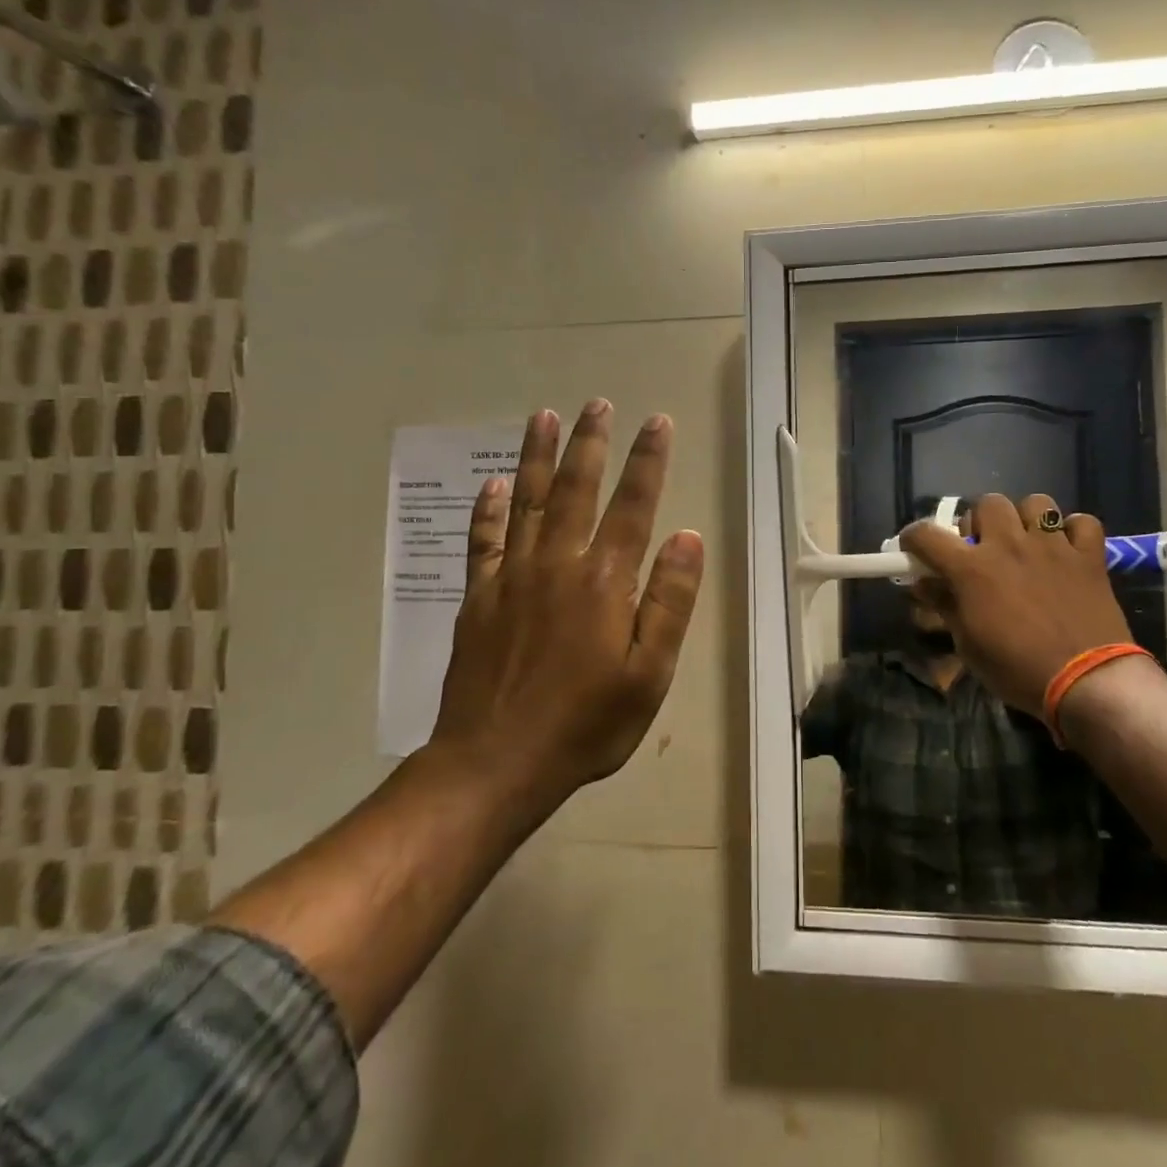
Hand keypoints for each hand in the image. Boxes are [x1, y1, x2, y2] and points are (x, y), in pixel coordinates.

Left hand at [431, 400, 704, 806]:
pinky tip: (493, 483)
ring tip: (544, 416)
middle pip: (576, 490)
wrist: (496, 762)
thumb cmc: (586, 724)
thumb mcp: (649, 674)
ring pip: (527, 502)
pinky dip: (489, 509)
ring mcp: (512, 578)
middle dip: (589, 443)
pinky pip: (484, 541)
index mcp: (605, 582)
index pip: (633, 506)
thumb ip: (669, 601)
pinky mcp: (479, 598)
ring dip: (538, 456)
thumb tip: (687, 536)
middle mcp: (557, 564)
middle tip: (596, 404)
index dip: (647, 461)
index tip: (656, 422)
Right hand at [900, 492, 1133, 713]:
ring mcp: (1053, 546)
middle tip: (982, 548)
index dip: (914, 538)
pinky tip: (1068, 549)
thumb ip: (946, 606)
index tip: (914, 548)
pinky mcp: (1089, 556)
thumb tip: (925, 584)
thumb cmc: (1017, 669)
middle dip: (980, 521)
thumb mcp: (968, 645)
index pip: (927, 535)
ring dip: (1026, 519)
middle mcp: (1009, 545)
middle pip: (987, 503)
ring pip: (1036, 503)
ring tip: (1027, 543)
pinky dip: (1074, 532)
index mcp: (972, 568)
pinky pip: (1083, 523)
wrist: (1086, 682)